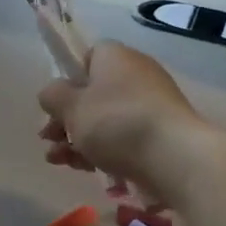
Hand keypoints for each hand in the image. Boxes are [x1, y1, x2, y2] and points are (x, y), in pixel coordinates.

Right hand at [38, 41, 203, 195]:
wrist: (177, 159)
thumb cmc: (117, 123)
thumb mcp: (71, 107)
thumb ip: (52, 96)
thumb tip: (53, 94)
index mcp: (114, 56)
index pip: (85, 57)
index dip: (67, 80)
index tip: (56, 104)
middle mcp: (136, 74)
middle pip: (92, 93)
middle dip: (66, 118)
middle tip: (48, 138)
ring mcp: (152, 105)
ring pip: (105, 119)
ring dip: (78, 138)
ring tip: (58, 161)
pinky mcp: (162, 134)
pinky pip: (124, 137)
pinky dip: (103, 150)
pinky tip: (85, 168)